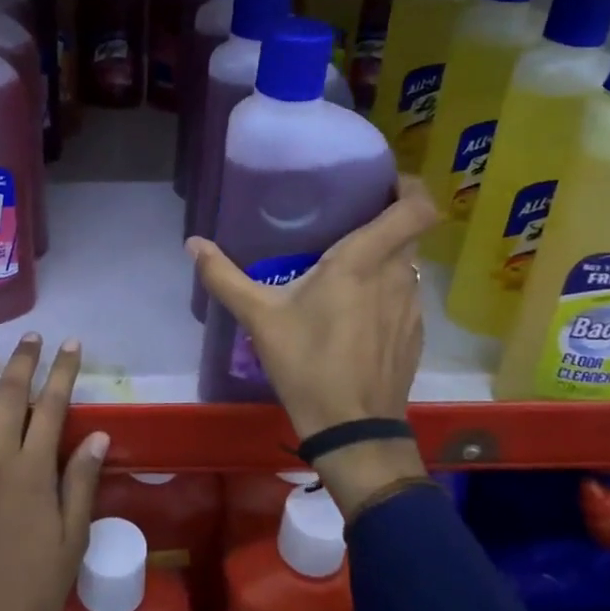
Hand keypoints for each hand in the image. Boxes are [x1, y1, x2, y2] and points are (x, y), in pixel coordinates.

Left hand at [0, 335, 107, 610]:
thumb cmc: (35, 588)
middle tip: (32, 339)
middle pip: (8, 397)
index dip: (63, 372)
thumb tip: (98, 434)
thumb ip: (81, 482)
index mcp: (33, 473)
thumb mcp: (72, 539)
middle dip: (22, 362)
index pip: (51, 407)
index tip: (71, 346)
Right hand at [187, 176, 435, 518]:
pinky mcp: (415, 334)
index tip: (386, 181)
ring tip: (349, 268)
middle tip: (350, 220)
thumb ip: (224, 277)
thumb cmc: (307, 363)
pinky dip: (388, 290)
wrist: (352, 429)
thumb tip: (192, 244)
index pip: (416, 208)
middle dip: (386, 220)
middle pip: (409, 232)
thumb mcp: (259, 318)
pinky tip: (357, 312)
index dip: (412, 186)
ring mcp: (413, 307)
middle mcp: (398, 275)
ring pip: (408, 265)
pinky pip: (406, 295)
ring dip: (386, 258)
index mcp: (364, 261)